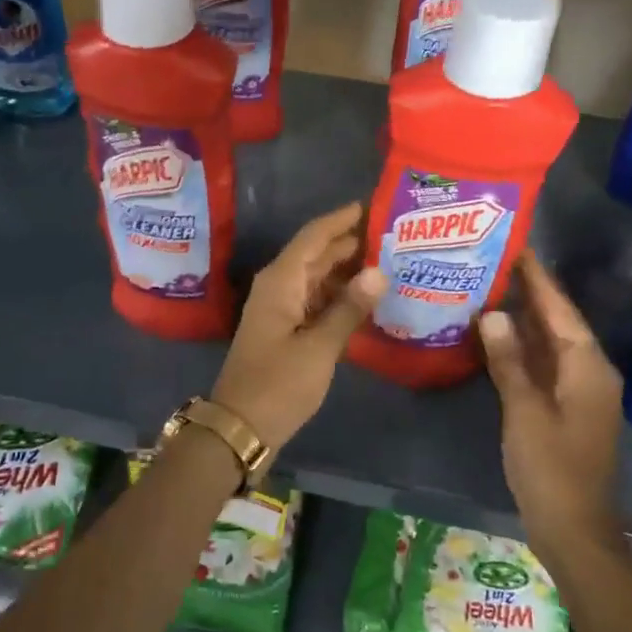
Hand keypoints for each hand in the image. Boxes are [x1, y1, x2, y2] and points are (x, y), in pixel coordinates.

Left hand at [211, 202, 385, 449]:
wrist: (241, 426)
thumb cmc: (278, 384)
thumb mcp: (319, 347)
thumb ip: (349, 309)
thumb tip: (379, 272)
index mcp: (281, 281)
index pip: (313, 237)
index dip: (340, 220)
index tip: (370, 205)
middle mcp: (277, 287)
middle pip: (315, 255)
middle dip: (348, 243)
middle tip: (390, 235)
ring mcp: (279, 309)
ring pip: (316, 278)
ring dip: (345, 270)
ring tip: (386, 263)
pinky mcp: (284, 330)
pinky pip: (314, 300)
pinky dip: (337, 296)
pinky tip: (364, 299)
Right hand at [478, 250, 624, 548]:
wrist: (574, 527)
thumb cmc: (551, 468)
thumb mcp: (524, 411)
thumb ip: (509, 360)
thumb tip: (493, 312)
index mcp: (587, 366)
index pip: (560, 309)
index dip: (538, 277)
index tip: (516, 244)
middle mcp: (589, 371)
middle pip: (557, 321)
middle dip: (529, 292)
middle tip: (492, 261)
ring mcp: (579, 391)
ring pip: (550, 343)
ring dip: (524, 318)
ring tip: (488, 287)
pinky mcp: (565, 407)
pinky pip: (544, 364)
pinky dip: (522, 347)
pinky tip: (495, 336)